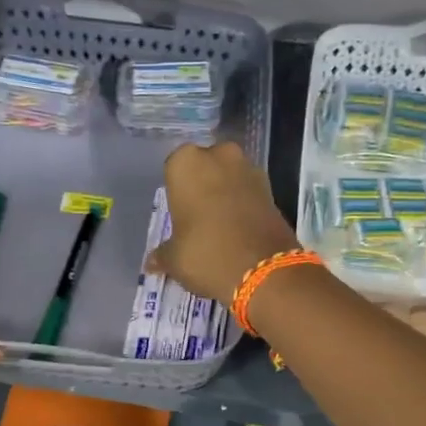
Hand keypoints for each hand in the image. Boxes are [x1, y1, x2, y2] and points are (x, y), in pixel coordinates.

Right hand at [147, 141, 300, 303]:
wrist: (264, 270)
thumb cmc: (206, 253)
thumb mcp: (174, 259)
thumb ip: (162, 254)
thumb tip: (153, 262)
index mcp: (186, 162)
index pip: (173, 169)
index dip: (176, 192)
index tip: (178, 213)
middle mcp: (219, 155)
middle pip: (205, 168)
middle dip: (202, 187)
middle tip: (196, 218)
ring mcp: (249, 168)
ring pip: (229, 177)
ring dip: (224, 194)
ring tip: (219, 226)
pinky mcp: (272, 188)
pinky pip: (248, 192)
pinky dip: (243, 205)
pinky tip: (238, 230)